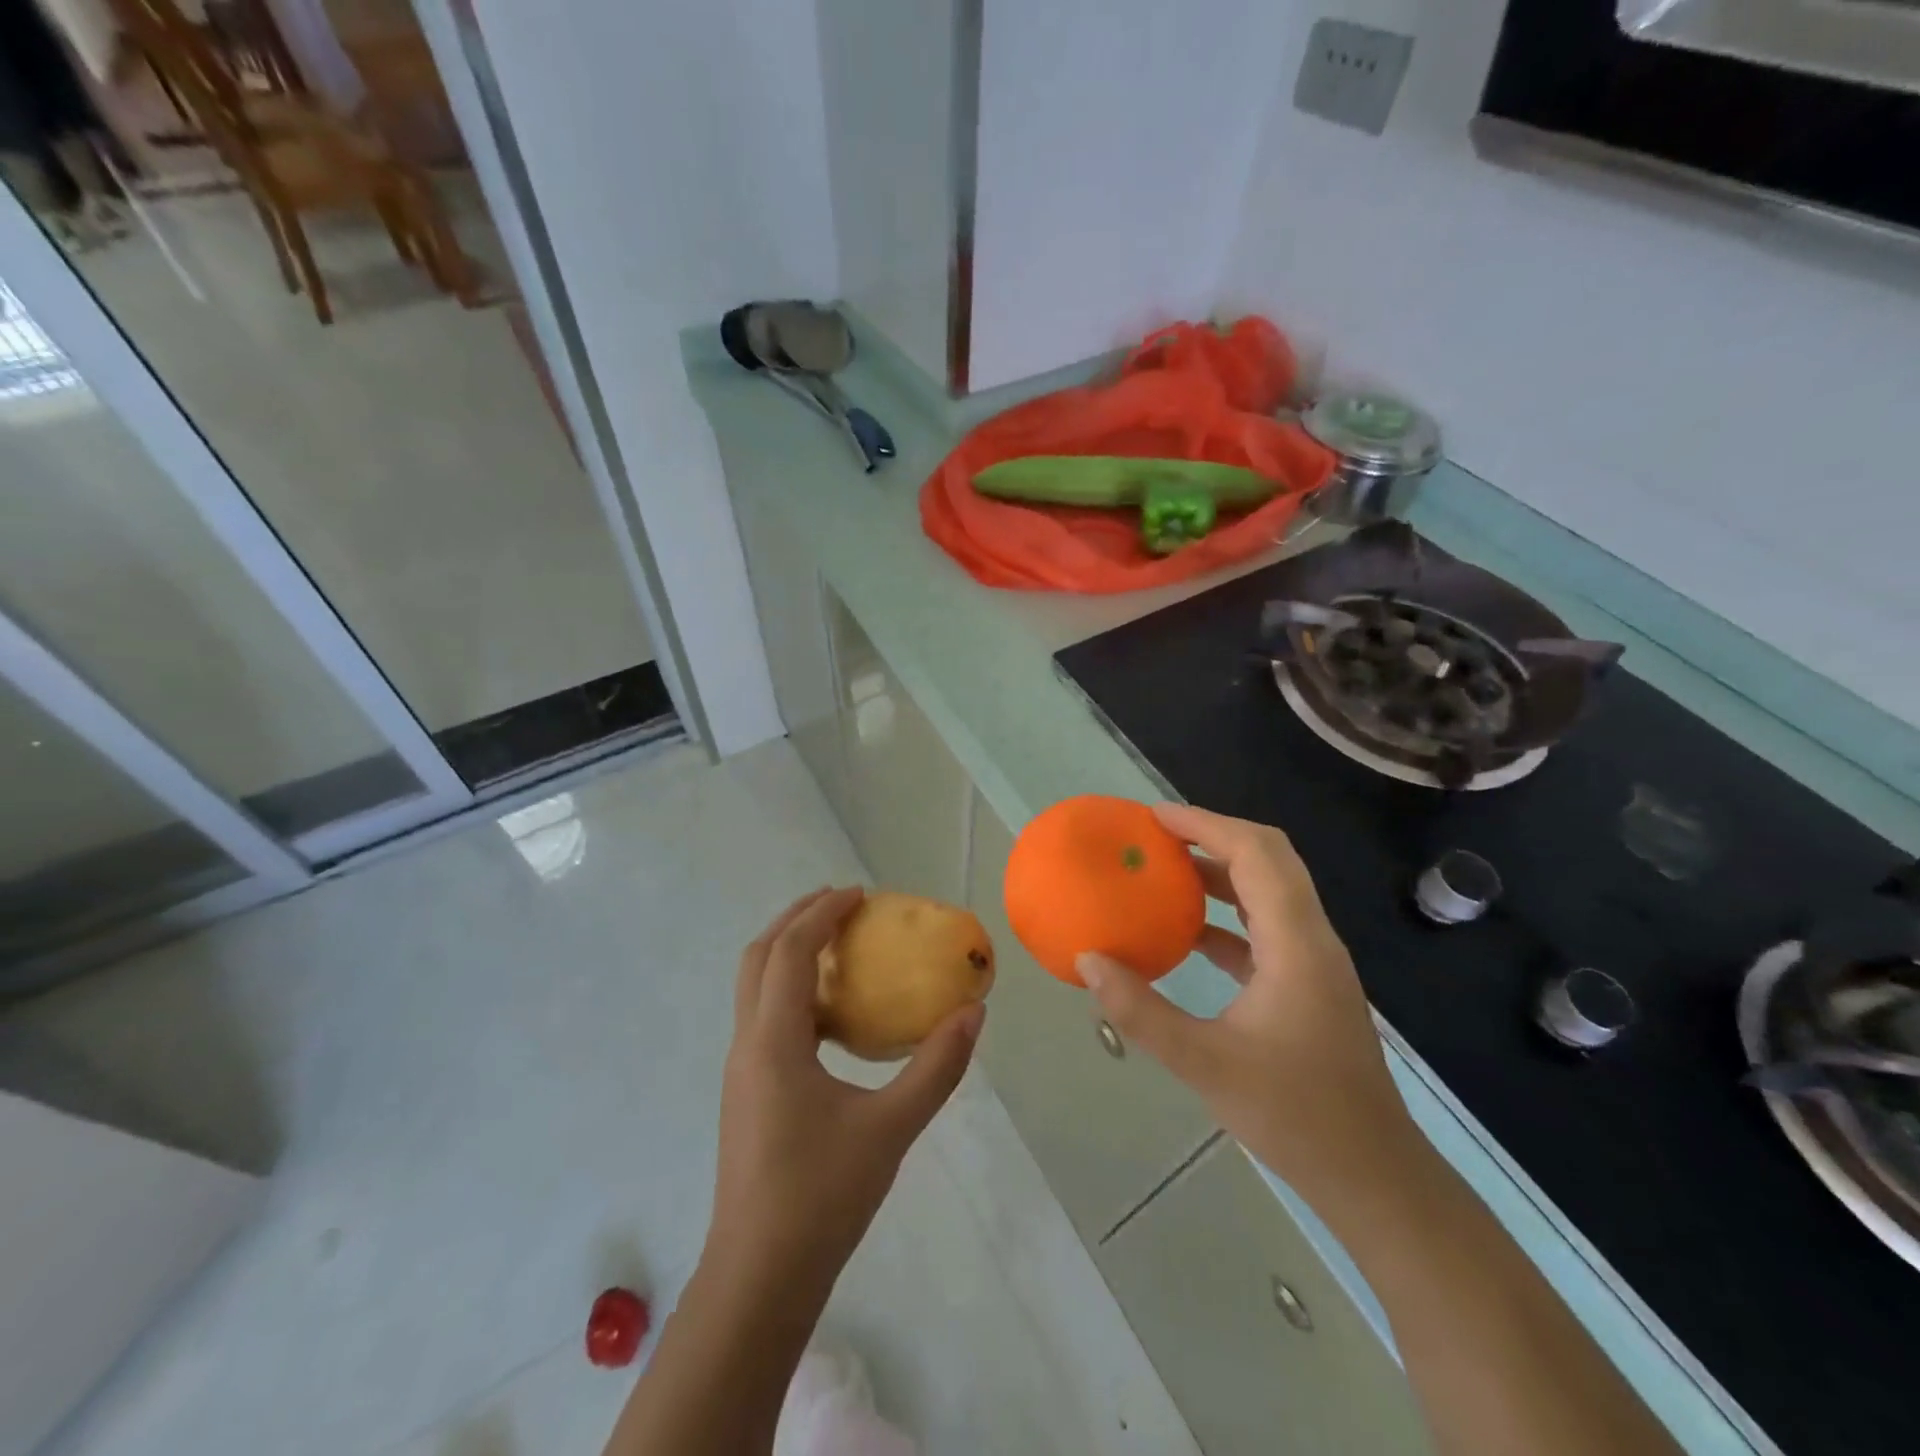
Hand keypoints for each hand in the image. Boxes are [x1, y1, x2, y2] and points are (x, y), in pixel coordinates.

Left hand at [706, 888, 983, 1287]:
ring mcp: (741, 1070)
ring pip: (755, 987)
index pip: (789, 951)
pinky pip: (764, 1018)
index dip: (821, 913)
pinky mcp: (747, 1092)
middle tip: (842, 904)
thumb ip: (937, 1068)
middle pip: (758, 957)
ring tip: (838, 948)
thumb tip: (974, 1013)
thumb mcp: (892, 1128)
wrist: (759, 1277)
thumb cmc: (822, 1196)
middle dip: (796, 919)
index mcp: (773, 1041)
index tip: (860, 894)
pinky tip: (832, 1016)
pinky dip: (792, 991)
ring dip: (789, 953)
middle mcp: (747, 1044)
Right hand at [1078, 805, 1416, 1207]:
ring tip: (1165, 869)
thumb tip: (1087, 960)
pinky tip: (1187, 932)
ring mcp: (1314, 961)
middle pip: (1269, 857)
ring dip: (1220, 870)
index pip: (1255, 853)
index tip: (1153, 818)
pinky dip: (1226, 914)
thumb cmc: (1295, 1116)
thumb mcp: (1204, 1063)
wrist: (1373, 1176)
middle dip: (1213, 834)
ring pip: (1268, 889)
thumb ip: (1140, 1010)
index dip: (1205, 824)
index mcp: (1296, 944)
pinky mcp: (1308, 983)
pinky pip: (1265, 926)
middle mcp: (1312, 938)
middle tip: (1157, 834)